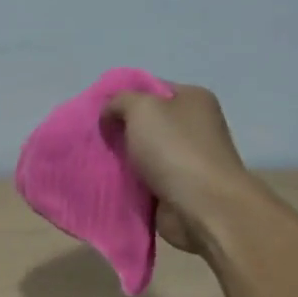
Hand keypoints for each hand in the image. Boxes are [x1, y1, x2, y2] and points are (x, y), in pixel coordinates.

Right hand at [102, 84, 247, 253]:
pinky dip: (128, 183)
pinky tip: (107, 182)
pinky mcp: (177, 187)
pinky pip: (144, 180)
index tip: (98, 112)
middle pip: (146, 123)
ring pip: (142, 153)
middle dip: (120, 130)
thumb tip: (109, 113)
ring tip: (95, 161)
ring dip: (122, 159)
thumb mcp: (141, 109)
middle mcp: (194, 126)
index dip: (123, 98)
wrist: (202, 207)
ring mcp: (186, 159)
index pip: (152, 89)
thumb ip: (119, 101)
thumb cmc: (175, 148)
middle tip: (95, 138)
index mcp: (193, 99)